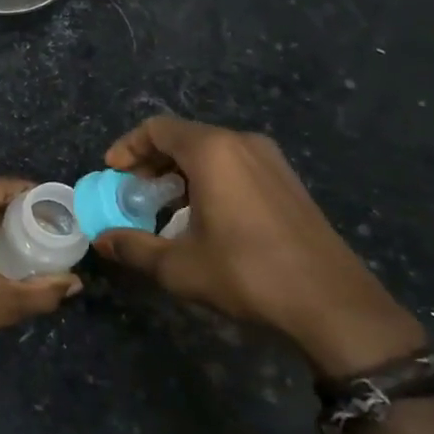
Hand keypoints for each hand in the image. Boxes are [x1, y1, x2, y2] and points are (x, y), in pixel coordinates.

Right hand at [92, 117, 425, 377]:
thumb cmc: (246, 274)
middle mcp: (242, 144)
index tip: (112, 173)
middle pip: (184, 137)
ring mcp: (271, 161)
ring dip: (180, 172)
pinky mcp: (288, 182)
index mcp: (213, 151)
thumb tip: (100, 240)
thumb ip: (133, 247)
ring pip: (212, 151)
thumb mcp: (178, 266)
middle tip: (133, 192)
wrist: (333, 304)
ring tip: (164, 207)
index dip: (128, 147)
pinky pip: (235, 165)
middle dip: (152, 161)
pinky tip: (204, 216)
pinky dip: (209, 179)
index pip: (157, 129)